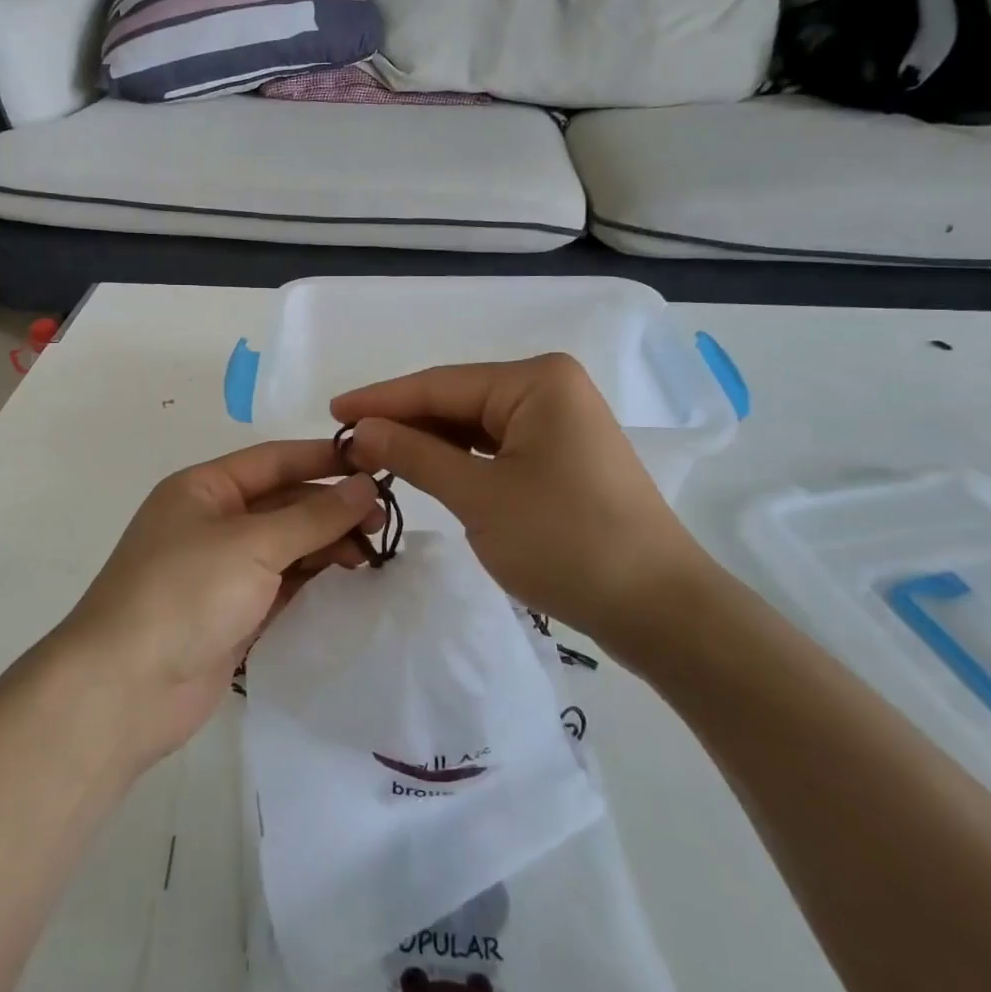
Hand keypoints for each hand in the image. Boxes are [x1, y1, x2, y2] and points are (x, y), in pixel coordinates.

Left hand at [57, 440, 381, 765]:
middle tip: (384, 521)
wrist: (124, 689)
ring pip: (286, 546)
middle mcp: (212, 522)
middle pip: (283, 503)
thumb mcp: (252, 544)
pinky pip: (282, 586)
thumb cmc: (185, 593)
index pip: (274, 460)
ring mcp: (221, 571)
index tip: (376, 463)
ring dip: (327, 545)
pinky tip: (350, 583)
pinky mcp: (232, 615)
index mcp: (204, 488)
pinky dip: (313, 582)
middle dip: (331, 508)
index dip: (324, 458)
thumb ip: (313, 516)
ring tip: (375, 554)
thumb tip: (365, 486)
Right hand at [332, 354, 709, 660]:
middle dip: (403, 422)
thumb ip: (415, 455)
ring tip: (374, 455)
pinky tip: (424, 467)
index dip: (381, 400)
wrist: (659, 610)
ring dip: (428, 442)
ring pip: (474, 424)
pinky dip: (458, 459)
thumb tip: (361, 431)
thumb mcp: (479, 496)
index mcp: (536, 381)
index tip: (330, 412)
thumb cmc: (567, 543)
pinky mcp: (562, 455)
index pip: (439, 385)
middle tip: (346, 442)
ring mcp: (559, 422)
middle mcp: (550, 388)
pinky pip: (495, 446)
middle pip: (457, 400)